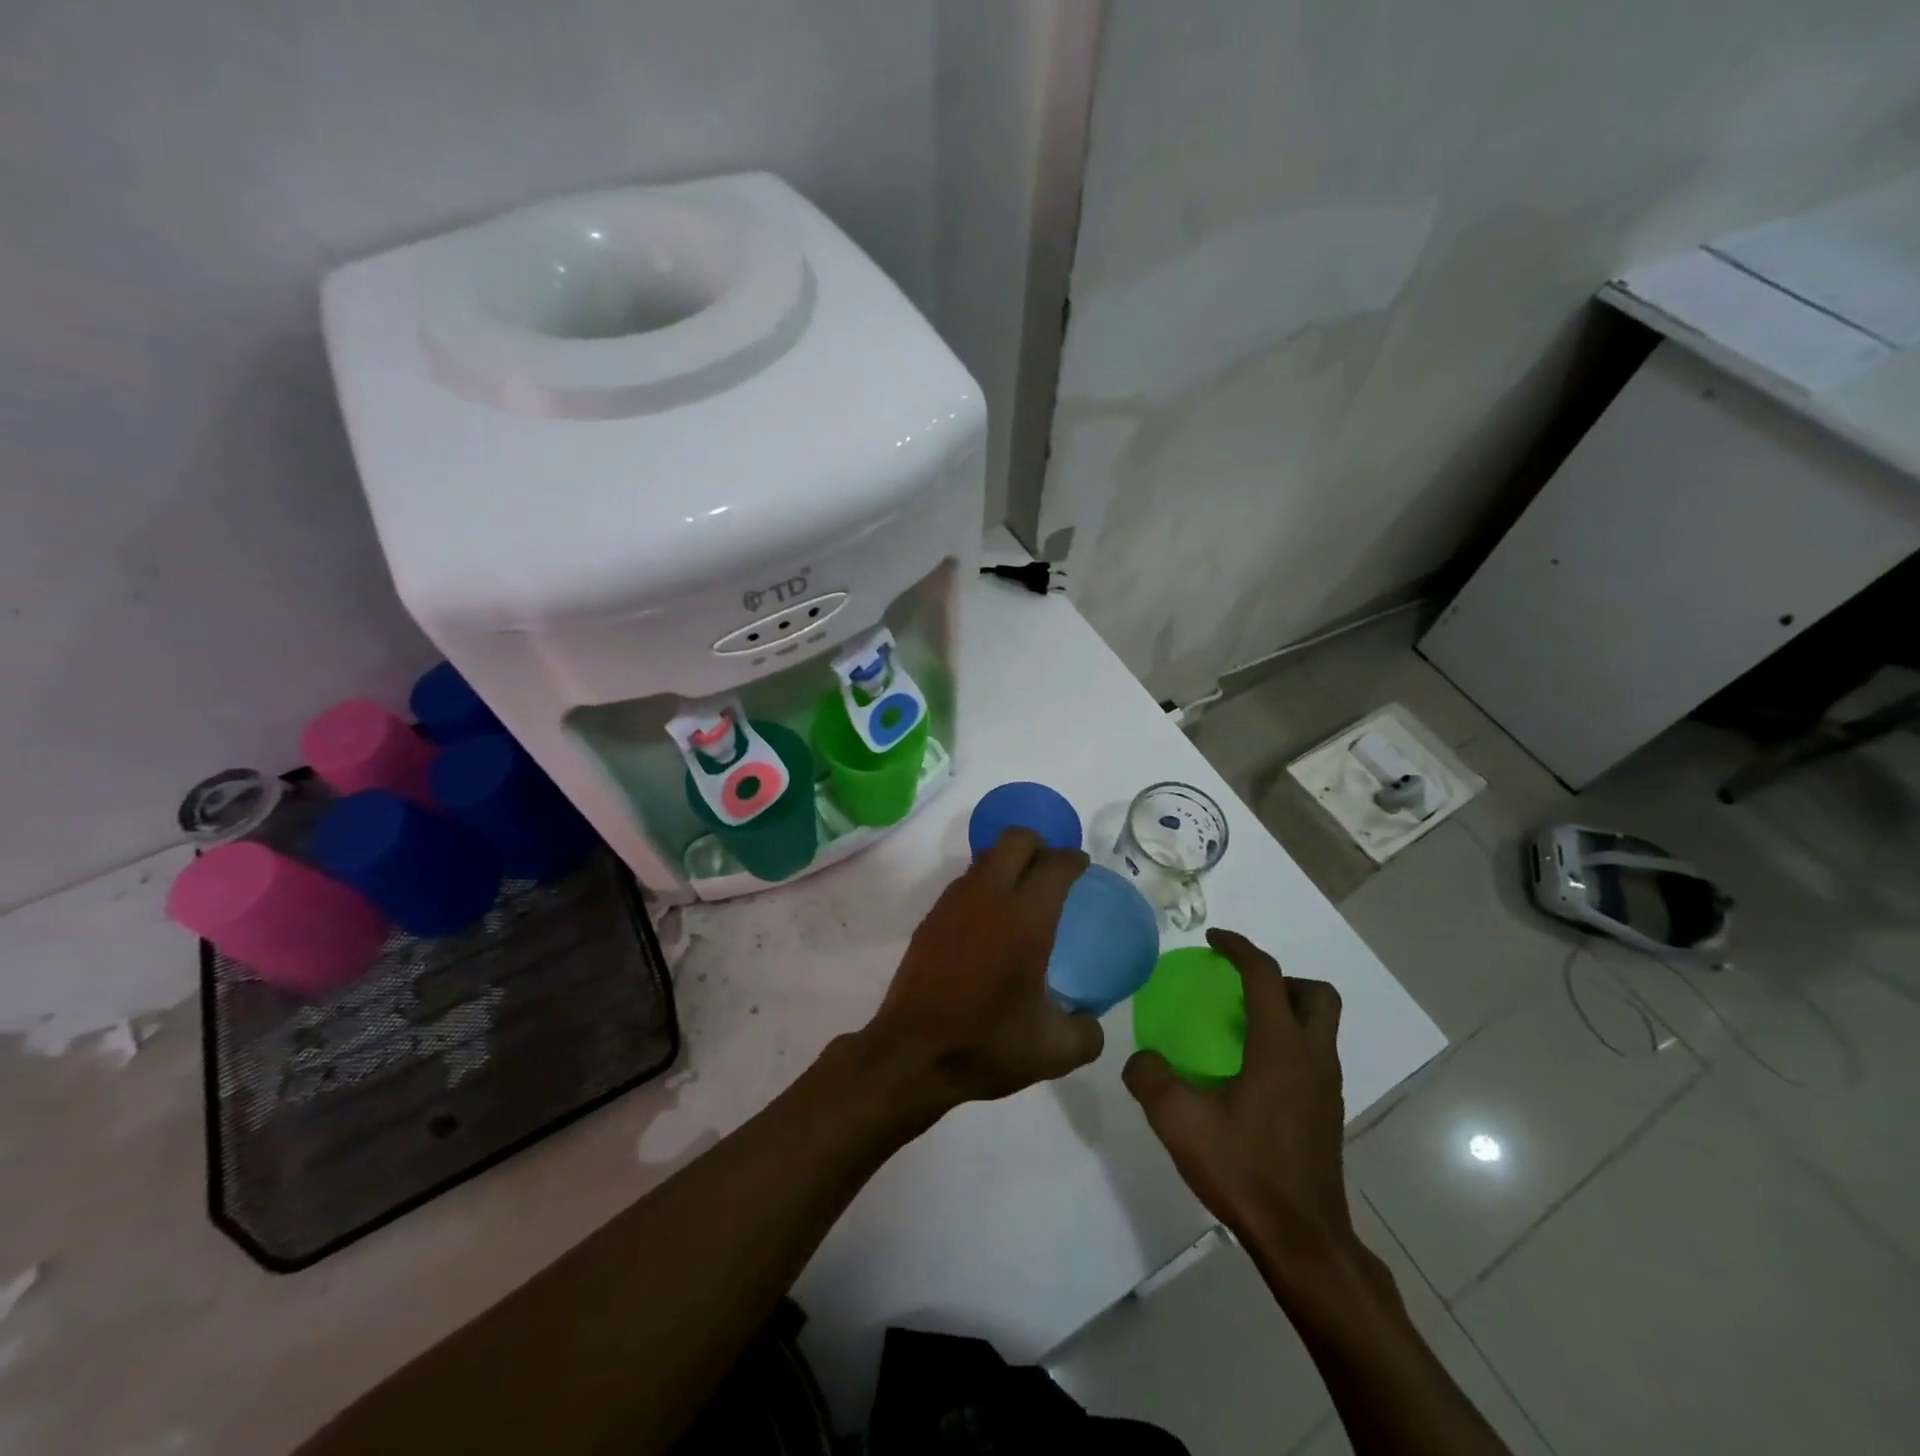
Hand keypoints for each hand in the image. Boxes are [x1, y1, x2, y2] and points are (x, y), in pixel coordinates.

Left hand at [862, 828, 1104, 1110]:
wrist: (912, 1055)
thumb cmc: (986, 1045)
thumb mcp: (1053, 1051)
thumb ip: (1086, 1032)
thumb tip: (1091, 1021)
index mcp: (1026, 918)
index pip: (1055, 865)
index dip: (1073, 860)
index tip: (1082, 867)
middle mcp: (989, 896)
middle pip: (1016, 839)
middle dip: (1039, 845)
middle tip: (1052, 872)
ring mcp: (954, 903)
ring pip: (986, 856)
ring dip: (1008, 862)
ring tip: (1022, 895)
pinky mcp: (931, 918)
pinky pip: (965, 881)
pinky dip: (984, 885)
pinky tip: (990, 921)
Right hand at [1123, 929, 1357, 1278]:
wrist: (1303, 1241)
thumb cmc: (1245, 1172)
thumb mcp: (1180, 1123)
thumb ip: (1151, 1079)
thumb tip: (1140, 1059)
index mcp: (1281, 1048)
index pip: (1265, 975)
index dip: (1239, 948)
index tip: (1213, 939)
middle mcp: (1312, 1057)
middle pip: (1316, 994)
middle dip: (1280, 978)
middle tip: (1240, 989)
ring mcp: (1326, 1087)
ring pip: (1320, 1025)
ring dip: (1286, 1010)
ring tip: (1241, 1027)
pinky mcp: (1327, 1112)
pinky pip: (1313, 1055)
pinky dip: (1287, 1043)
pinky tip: (1251, 1073)